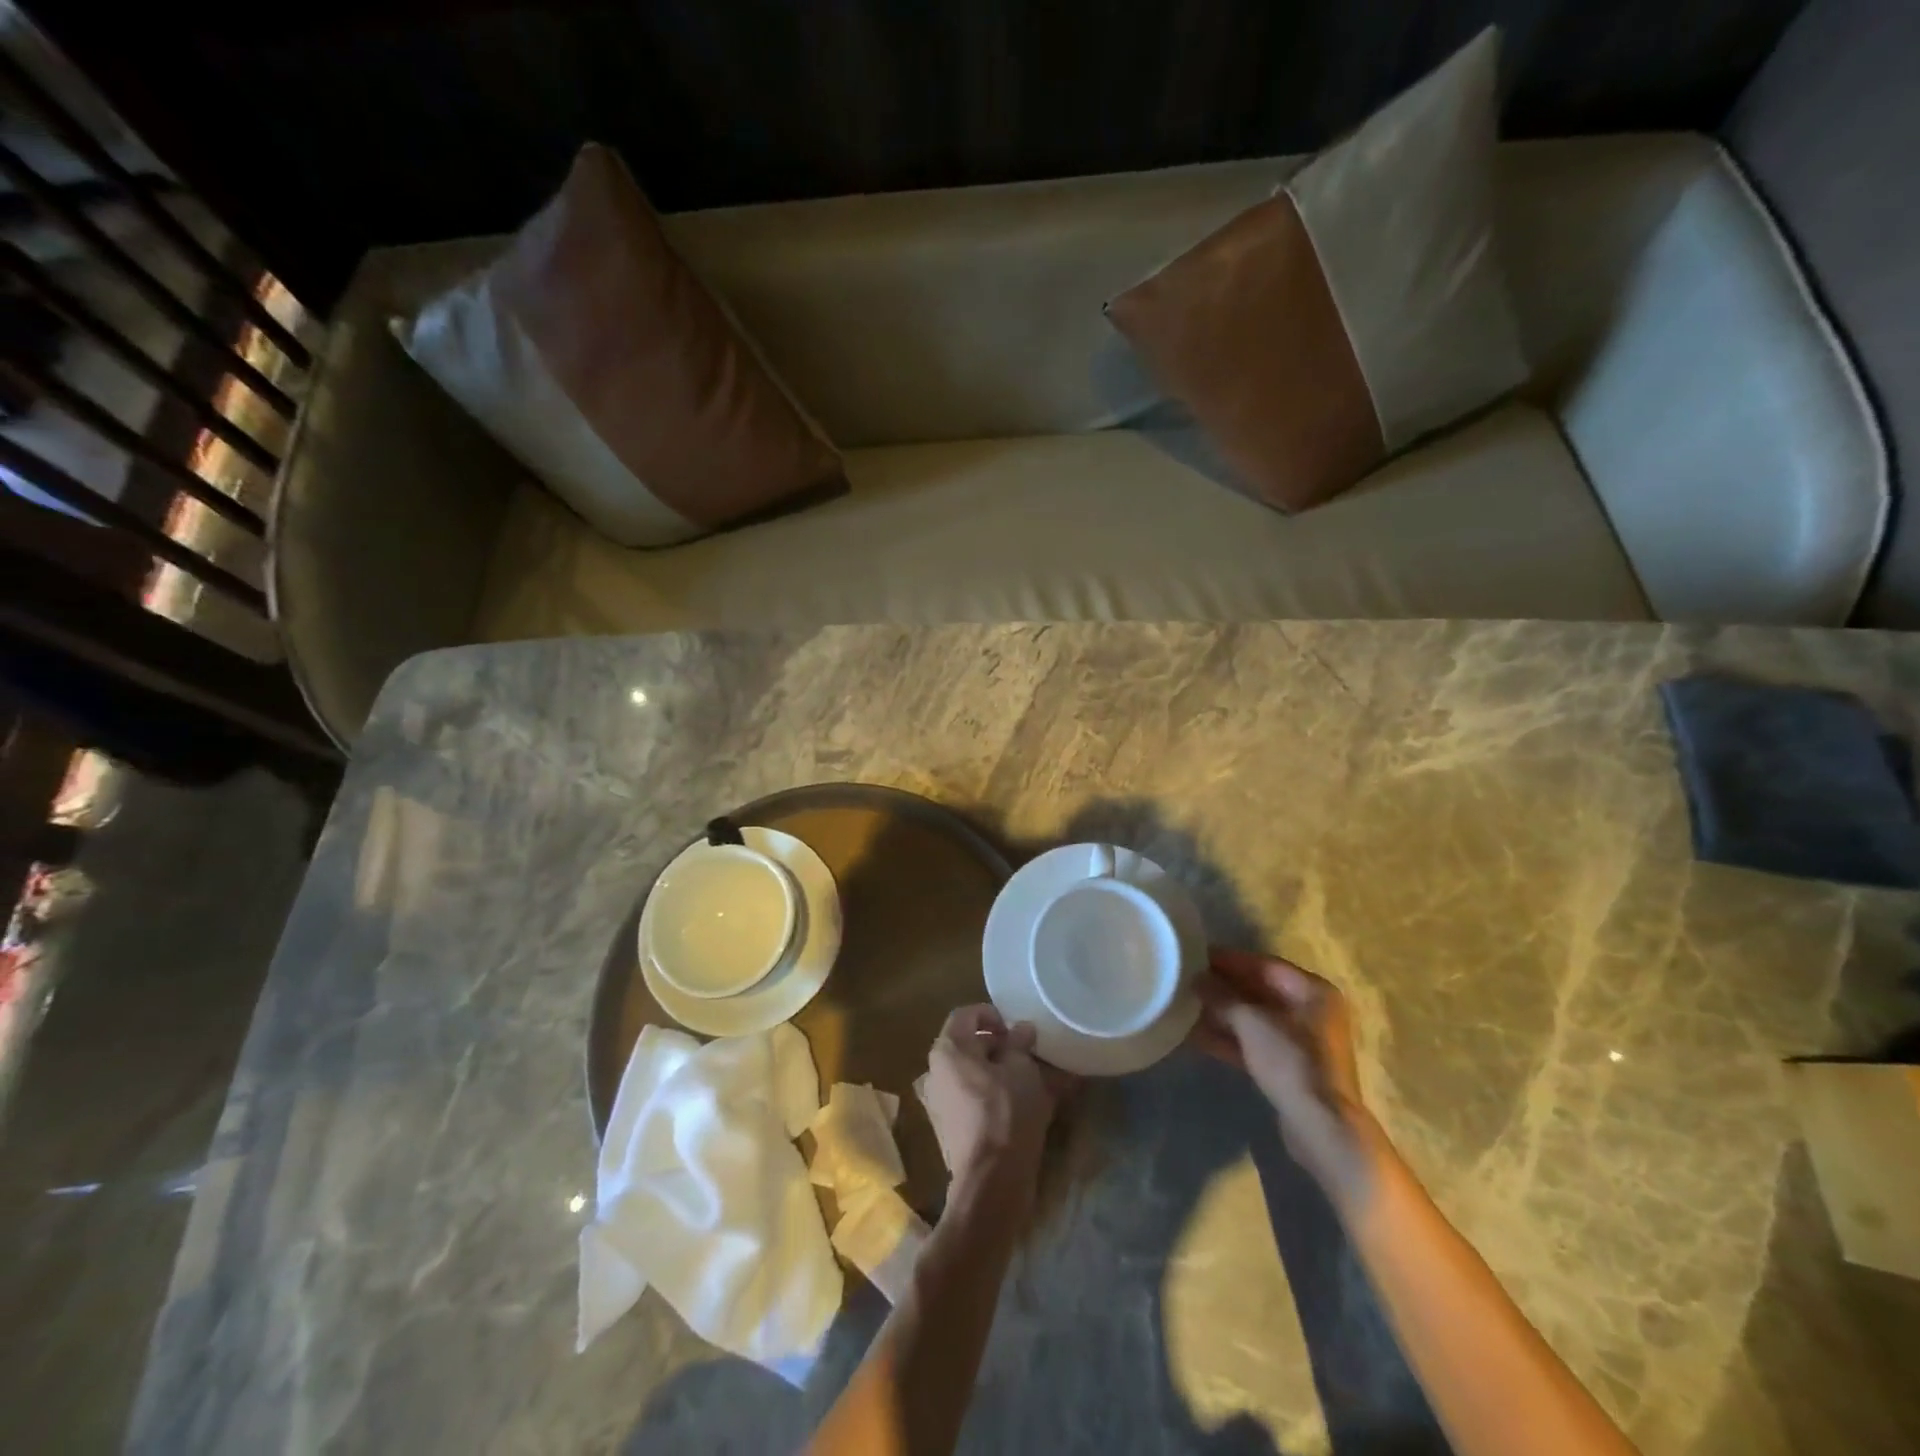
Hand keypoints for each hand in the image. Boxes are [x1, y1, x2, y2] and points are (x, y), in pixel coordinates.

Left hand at [923, 1005, 1074, 1214]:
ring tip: (1029, 1081)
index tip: (1017, 1030)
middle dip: (999, 1046)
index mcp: (947, 1049)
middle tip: (1028, 1055)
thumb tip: (1021, 1029)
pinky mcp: (947, 1129)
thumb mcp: (1022, 1069)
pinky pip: (970, 1099)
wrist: (991, 1181)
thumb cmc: (1006, 1112)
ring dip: (997, 1072)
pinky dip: (992, 1095)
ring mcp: (937, 1102)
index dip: (993, 1015)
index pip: (966, 1014)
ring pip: (971, 1074)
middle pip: (967, 1045)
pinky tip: (1019, 1105)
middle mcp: (934, 1071)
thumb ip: (1019, 1043)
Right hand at [1191, 948, 1380, 1208]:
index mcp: (1312, 991)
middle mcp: (1310, 1012)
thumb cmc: (1291, 1061)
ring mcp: (1301, 1042)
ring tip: (1183, 1007)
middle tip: (1184, 981)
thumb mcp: (1251, 1021)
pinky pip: (1253, 1044)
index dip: (1228, 960)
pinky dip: (1228, 1039)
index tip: (1194, 956)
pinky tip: (1194, 1036)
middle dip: (1222, 988)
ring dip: (1221, 1014)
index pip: (1263, 965)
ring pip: (1253, 1020)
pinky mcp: (1289, 1068)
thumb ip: (1222, 996)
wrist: (1321, 1127)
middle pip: (1258, 992)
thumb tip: (1197, 978)